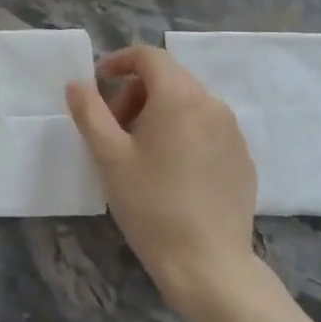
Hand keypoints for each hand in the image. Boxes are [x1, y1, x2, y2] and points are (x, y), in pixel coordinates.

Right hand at [66, 45, 258, 307]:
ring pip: (189, 103)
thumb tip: (77, 83)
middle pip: (169, 78)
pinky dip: (183, 133)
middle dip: (135, 92)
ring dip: (158, 113)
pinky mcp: (243, 158)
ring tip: (140, 153)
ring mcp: (233, 132)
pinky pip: (207, 128)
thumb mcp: (108, 157)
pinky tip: (170, 172)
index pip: (149, 56)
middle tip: (114, 128)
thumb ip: (89, 111)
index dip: (119, 61)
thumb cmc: (151, 205)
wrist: (208, 264)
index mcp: (180, 96)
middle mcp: (212, 104)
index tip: (98, 83)